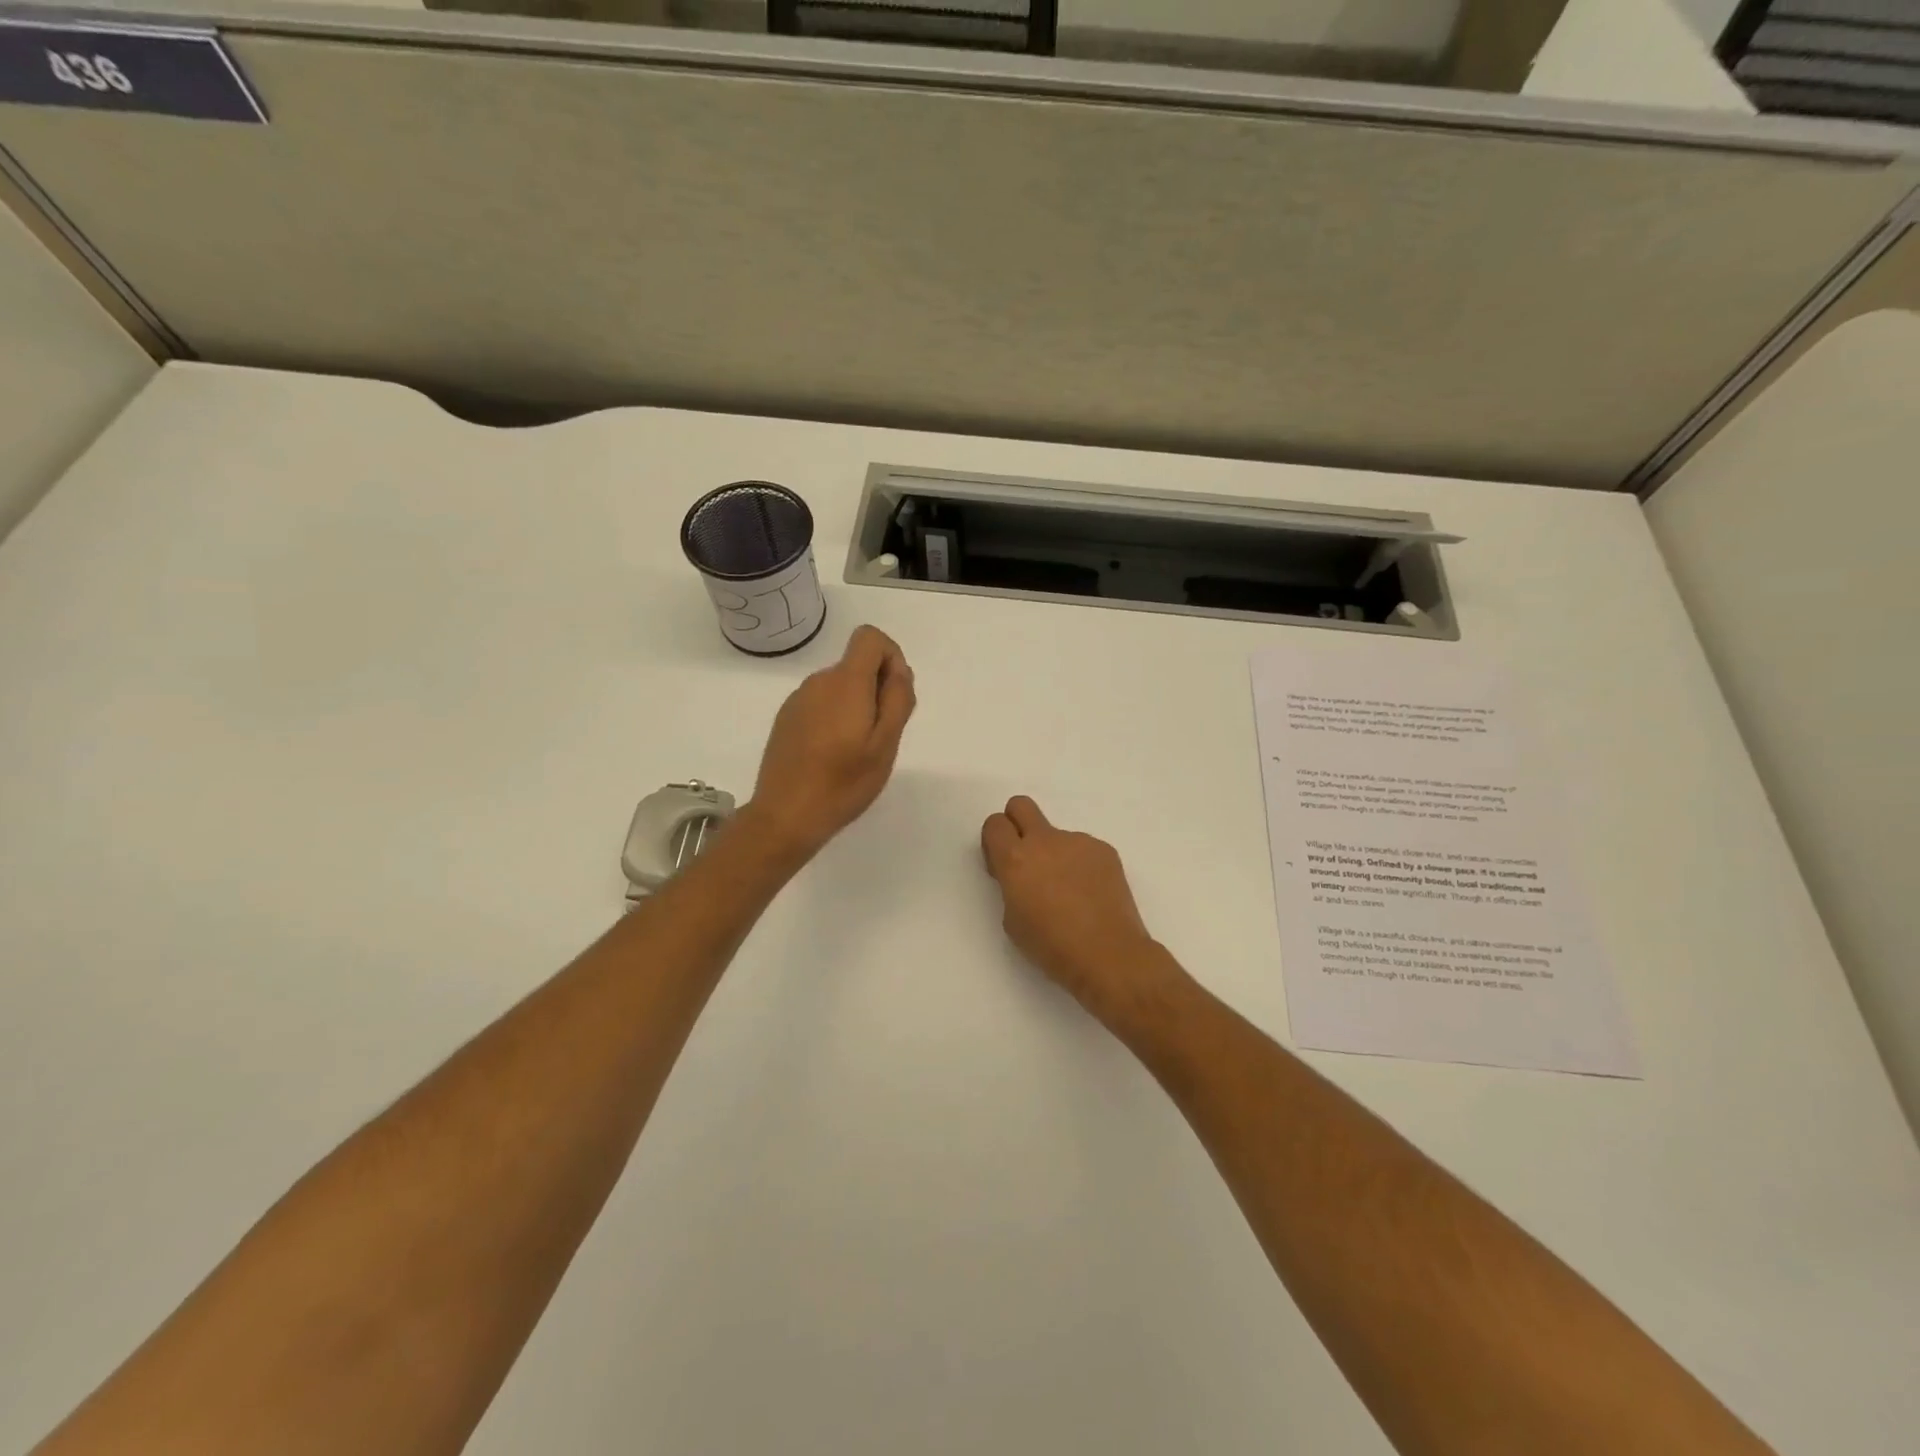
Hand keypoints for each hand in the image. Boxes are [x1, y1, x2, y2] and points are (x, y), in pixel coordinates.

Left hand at [747, 625, 915, 862]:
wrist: (785, 815)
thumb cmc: (843, 782)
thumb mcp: (885, 744)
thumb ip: (897, 699)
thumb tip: (899, 670)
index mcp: (845, 682)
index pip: (870, 637)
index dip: (891, 657)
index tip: (894, 696)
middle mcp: (818, 682)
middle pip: (856, 665)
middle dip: (876, 690)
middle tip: (880, 737)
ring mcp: (797, 700)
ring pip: (839, 687)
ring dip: (856, 707)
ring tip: (855, 752)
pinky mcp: (786, 719)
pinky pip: (820, 704)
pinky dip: (834, 719)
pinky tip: (831, 756)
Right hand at [980, 797, 1191, 1032]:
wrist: (1109, 955)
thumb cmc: (1052, 947)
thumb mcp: (1012, 921)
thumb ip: (1011, 887)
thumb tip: (1023, 877)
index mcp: (1016, 859)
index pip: (994, 824)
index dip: (995, 842)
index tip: (1001, 866)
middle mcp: (1045, 841)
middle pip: (1021, 805)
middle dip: (1017, 824)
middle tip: (1026, 860)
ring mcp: (1078, 842)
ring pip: (1057, 836)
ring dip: (1055, 855)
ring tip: (1070, 894)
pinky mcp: (1104, 850)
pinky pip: (1083, 850)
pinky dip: (1081, 866)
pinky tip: (1091, 896)